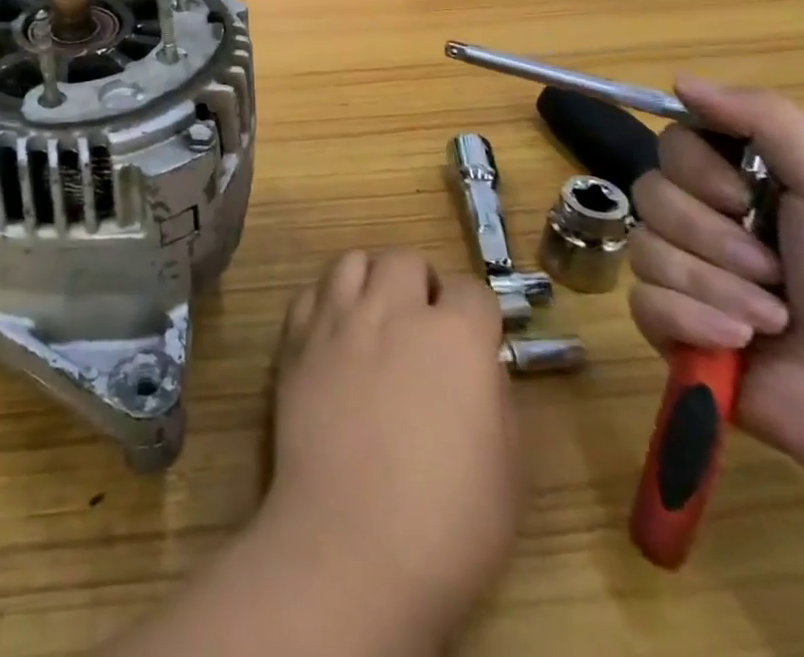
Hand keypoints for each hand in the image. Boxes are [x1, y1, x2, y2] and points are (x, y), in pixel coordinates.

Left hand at [258, 249, 518, 643]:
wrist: (352, 544)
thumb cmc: (448, 523)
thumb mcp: (507, 467)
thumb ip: (493, 395)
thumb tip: (477, 363)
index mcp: (455, 337)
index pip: (471, 288)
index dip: (476, 314)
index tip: (474, 340)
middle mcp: (393, 310)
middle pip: (405, 260)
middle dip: (420, 283)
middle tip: (423, 324)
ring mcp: (338, 319)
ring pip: (352, 260)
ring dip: (371, 279)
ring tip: (377, 315)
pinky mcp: (296, 339)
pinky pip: (312, 293)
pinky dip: (327, 302)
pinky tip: (335, 335)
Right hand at [628, 76, 803, 485]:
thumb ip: (763, 119)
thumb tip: (679, 80)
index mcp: (747, 188)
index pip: (672, 145)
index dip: (692, 167)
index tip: (739, 195)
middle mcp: (711, 225)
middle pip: (649, 193)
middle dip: (710, 235)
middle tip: (772, 269)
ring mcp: (687, 278)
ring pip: (644, 248)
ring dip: (711, 283)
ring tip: (772, 318)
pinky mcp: (671, 328)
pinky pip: (641, 300)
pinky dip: (692, 319)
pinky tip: (738, 342)